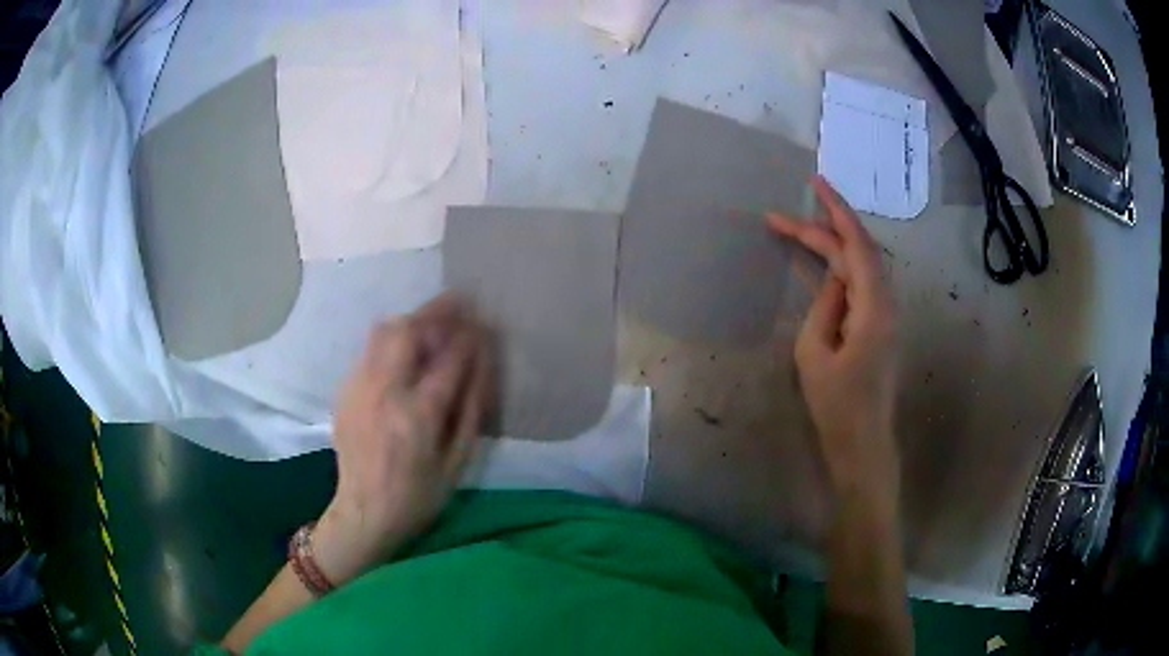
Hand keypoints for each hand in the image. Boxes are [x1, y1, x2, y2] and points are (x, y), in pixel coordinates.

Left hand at [313, 295, 493, 585]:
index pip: (449, 358)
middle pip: (408, 330)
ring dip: (413, 320)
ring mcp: (359, 388)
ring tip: (432, 322)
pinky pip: (370, 351)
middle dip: (437, 310)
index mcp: (418, 416)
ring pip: (384, 332)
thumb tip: (484, 364)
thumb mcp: (458, 463)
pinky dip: (393, 342)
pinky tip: (405, 355)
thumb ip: (471, 410)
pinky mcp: (345, 391)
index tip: (485, 322)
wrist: (364, 513)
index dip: (470, 335)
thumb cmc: (419, 496)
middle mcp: (384, 392)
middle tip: (459, 302)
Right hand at [768, 176, 899, 502]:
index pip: (857, 246)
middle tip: (782, 217)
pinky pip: (861, 283)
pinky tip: (821, 261)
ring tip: (799, 230)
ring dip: (832, 244)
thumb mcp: (815, 353)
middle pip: (858, 251)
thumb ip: (825, 305)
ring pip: (861, 265)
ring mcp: (886, 314)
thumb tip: (833, 277)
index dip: (836, 211)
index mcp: (874, 307)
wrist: (862, 442)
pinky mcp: (879, 325)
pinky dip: (840, 265)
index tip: (813, 184)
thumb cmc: (836, 404)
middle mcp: (887, 303)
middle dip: (824, 227)